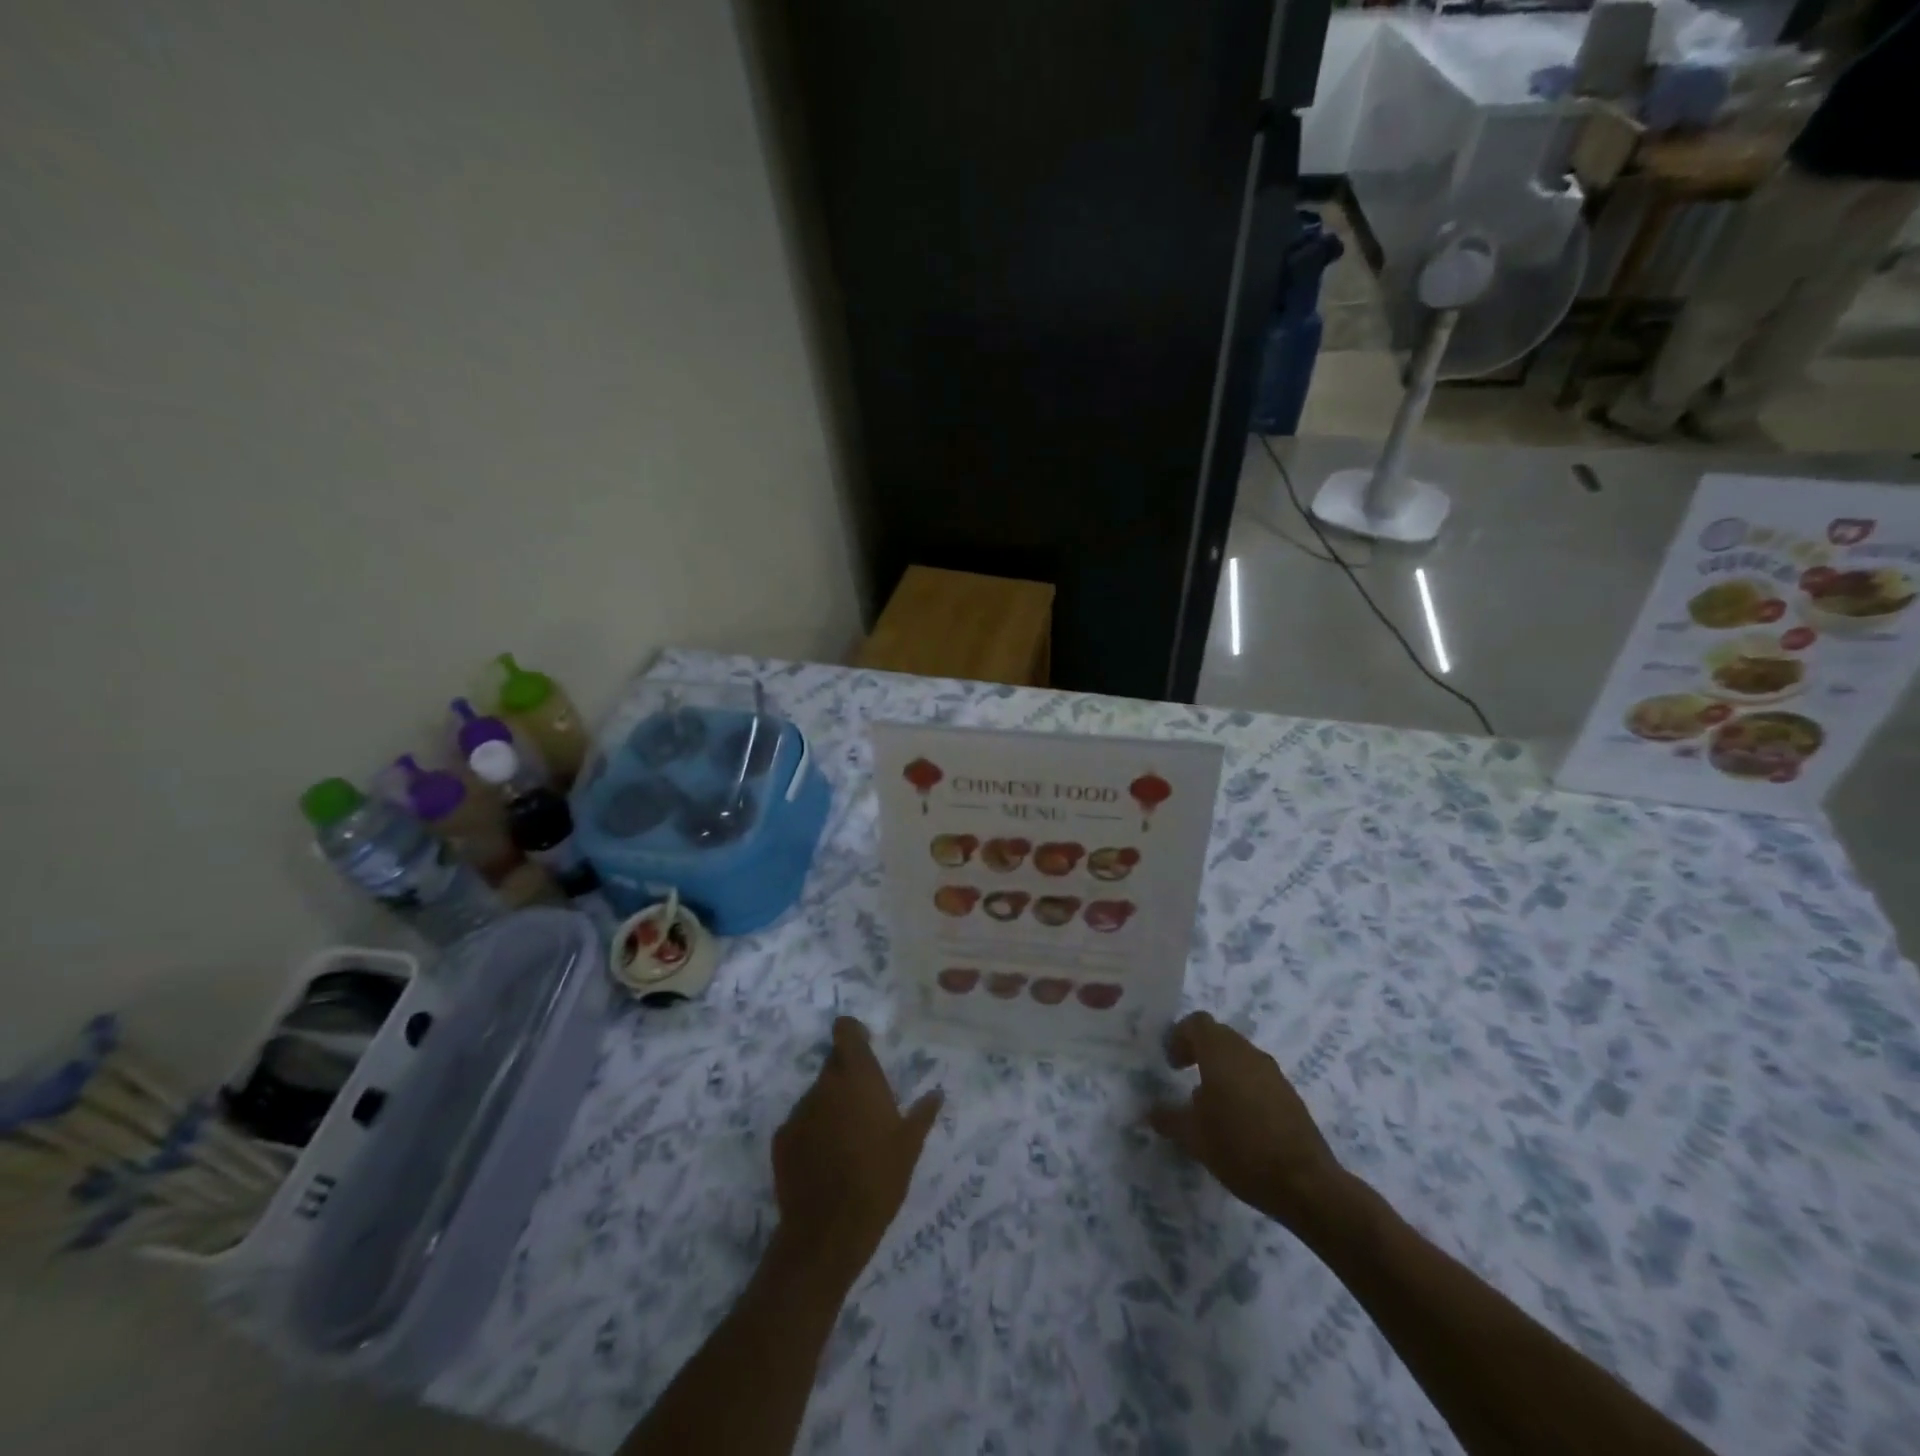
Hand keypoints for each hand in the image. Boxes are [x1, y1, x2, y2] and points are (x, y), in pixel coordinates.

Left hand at [771, 1017, 942, 1283]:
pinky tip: (825, 1160)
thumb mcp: (910, 1147)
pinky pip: (801, 1123)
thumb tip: (936, 1093)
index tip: (865, 1047)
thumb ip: (922, 1114)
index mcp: (858, 1077)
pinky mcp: (782, 1138)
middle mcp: (825, 1084)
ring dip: (830, 1106)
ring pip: (817, 1095)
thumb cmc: (879, 1179)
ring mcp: (800, 1110)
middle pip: (833, 1064)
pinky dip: (812, 1132)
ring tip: (846, 1140)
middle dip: (847, 1077)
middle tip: (864, 1105)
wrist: (829, 1231)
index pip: (845, 1031)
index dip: (853, 1033)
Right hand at [1148, 1012, 1350, 1233]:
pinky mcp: (1289, 1094)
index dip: (1179, 1036)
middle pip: (1219, 1035)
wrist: (1305, 1183)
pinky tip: (1238, 1120)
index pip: (1197, 1023)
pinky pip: (1257, 1076)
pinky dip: (1242, 1085)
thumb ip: (1169, 1118)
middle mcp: (1248, 1053)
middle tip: (1184, 1076)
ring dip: (1222, 1068)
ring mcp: (1273, 1072)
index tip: (1171, 1064)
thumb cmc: (1240, 1148)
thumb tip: (1151, 1112)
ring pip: (1240, 1055)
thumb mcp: (1193, 1137)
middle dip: (1199, 1050)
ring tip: (1210, 1103)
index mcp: (1221, 1053)